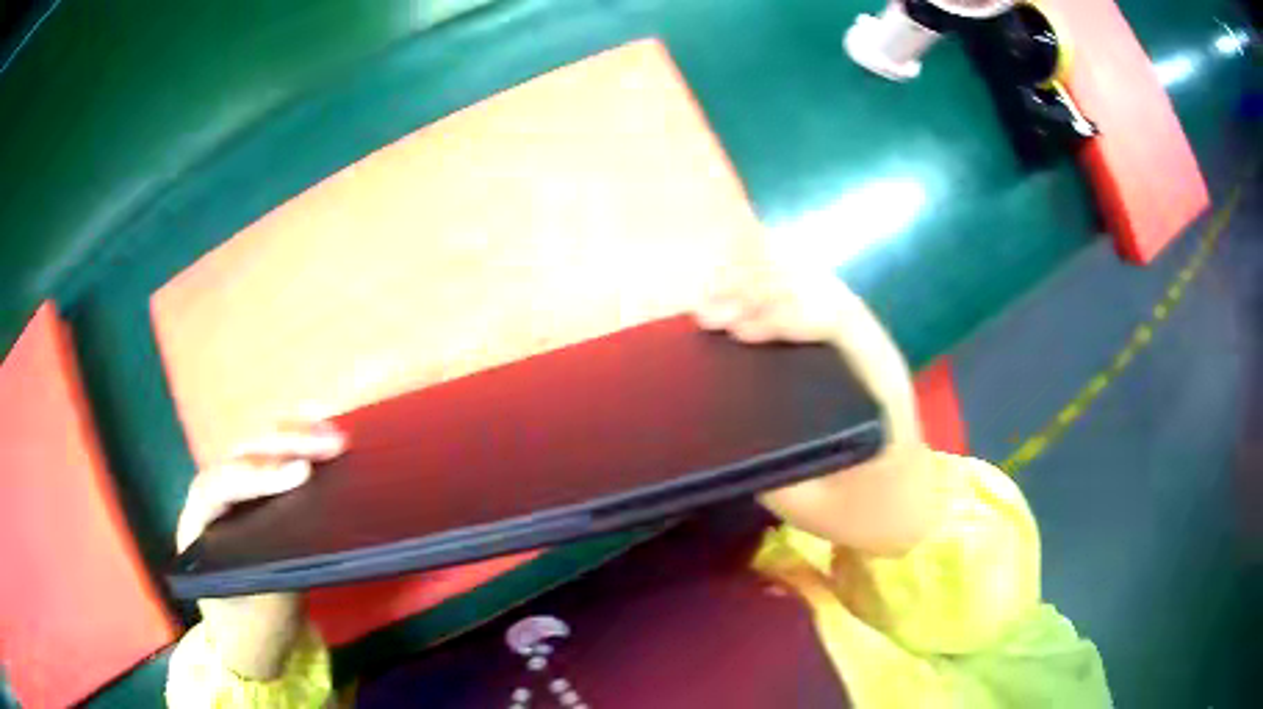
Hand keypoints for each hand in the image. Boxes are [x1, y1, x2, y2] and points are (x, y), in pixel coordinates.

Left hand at [175, 421, 346, 678]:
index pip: (220, 485)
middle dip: (284, 444)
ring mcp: (232, 492)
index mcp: (197, 528)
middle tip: (332, 445)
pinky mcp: (254, 494)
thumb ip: (278, 568)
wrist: (248, 642)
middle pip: (240, 454)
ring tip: (334, 433)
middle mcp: (210, 499)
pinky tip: (320, 425)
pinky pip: (271, 456)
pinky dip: (296, 439)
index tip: (301, 474)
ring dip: (294, 434)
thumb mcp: (265, 612)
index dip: (257, 475)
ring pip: (255, 447)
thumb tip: (309, 528)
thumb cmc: (252, 631)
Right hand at [694, 263, 941, 554]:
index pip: (842, 325)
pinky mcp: (846, 351)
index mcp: (881, 389)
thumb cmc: (863, 511)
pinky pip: (810, 305)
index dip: (788, 316)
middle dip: (763, 291)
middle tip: (707, 315)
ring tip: (710, 304)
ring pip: (816, 290)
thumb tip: (720, 427)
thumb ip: (771, 465)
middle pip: (825, 292)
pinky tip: (734, 304)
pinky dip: (769, 296)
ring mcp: (863, 347)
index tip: (737, 333)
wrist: (906, 508)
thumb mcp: (811, 504)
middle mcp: (876, 354)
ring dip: (761, 287)